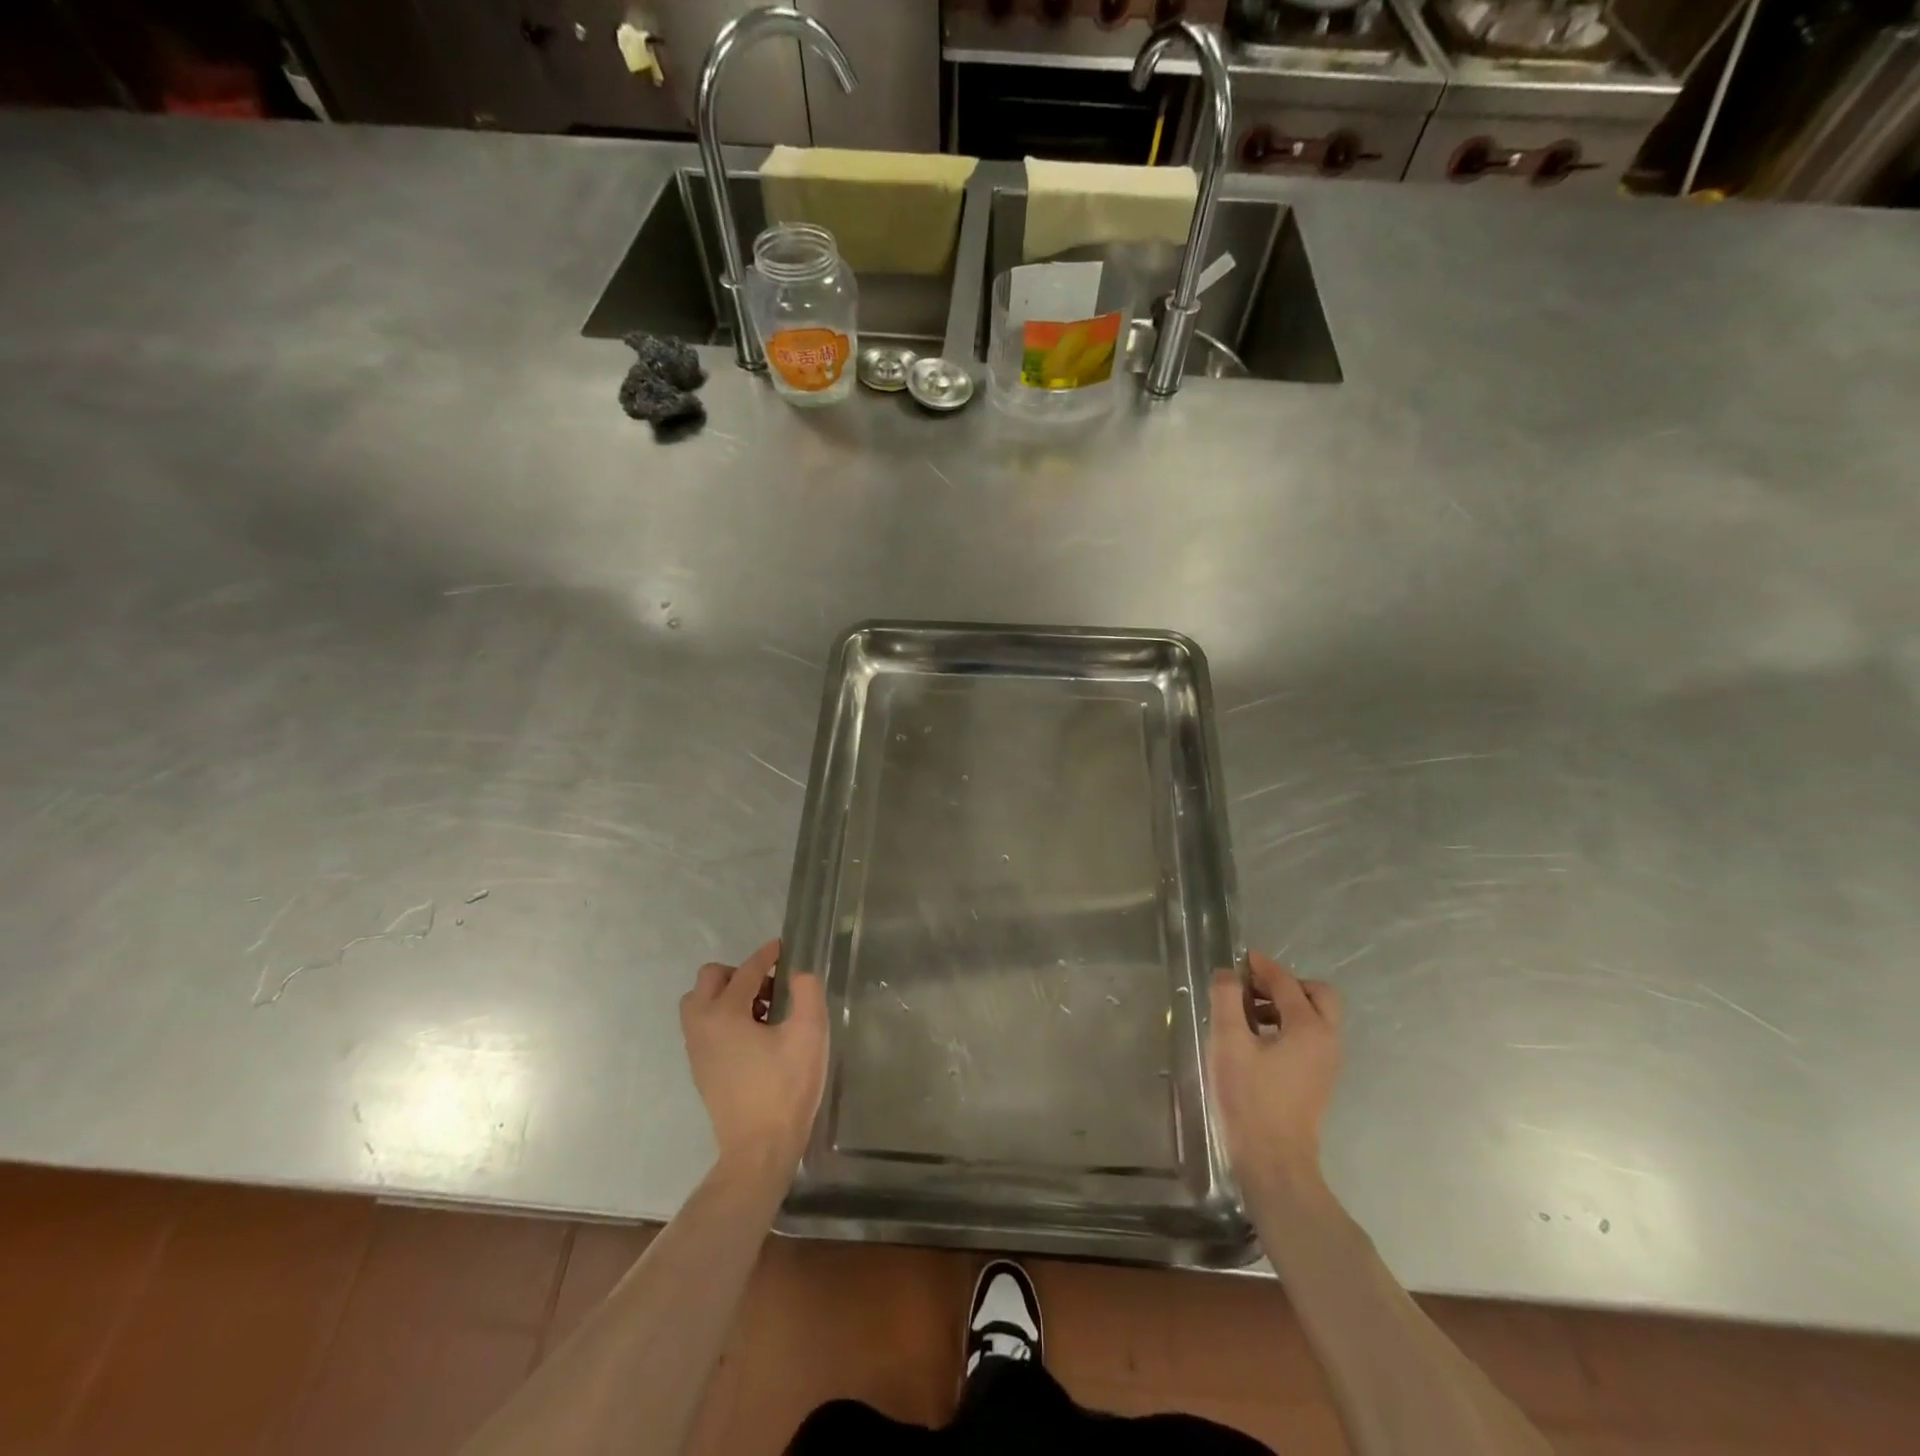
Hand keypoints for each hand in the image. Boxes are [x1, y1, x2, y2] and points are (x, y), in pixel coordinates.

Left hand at [679, 940, 827, 1170]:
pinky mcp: (700, 1068)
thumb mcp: (808, 1034)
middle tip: (771, 985)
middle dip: (740, 973)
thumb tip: (798, 974)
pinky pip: (704, 1024)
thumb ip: (807, 992)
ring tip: (763, 1009)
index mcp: (724, 1013)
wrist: (759, 1149)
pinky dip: (723, 1016)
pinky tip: (755, 1033)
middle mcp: (702, 1025)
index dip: (766, 955)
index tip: (783, 947)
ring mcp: (697, 1049)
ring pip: (701, 1002)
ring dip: (729, 994)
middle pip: (710, 979)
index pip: (746, 971)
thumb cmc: (785, 1088)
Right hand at [1207, 950, 1343, 1198]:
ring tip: (1245, 1013)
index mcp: (1309, 1027)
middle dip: (1285, 984)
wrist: (1274, 1160)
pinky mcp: (1318, 1079)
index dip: (1262, 967)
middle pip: (1317, 995)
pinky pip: (1309, 1037)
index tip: (1239, 959)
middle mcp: (1327, 1040)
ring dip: (1284, 1005)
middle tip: (1251, 988)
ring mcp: (1326, 1062)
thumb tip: (1228, 974)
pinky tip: (1255, 1039)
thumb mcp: (1229, 1043)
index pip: (1286, 983)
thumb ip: (1226, 1000)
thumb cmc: (1250, 1098)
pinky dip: (1287, 1025)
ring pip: (1314, 1017)